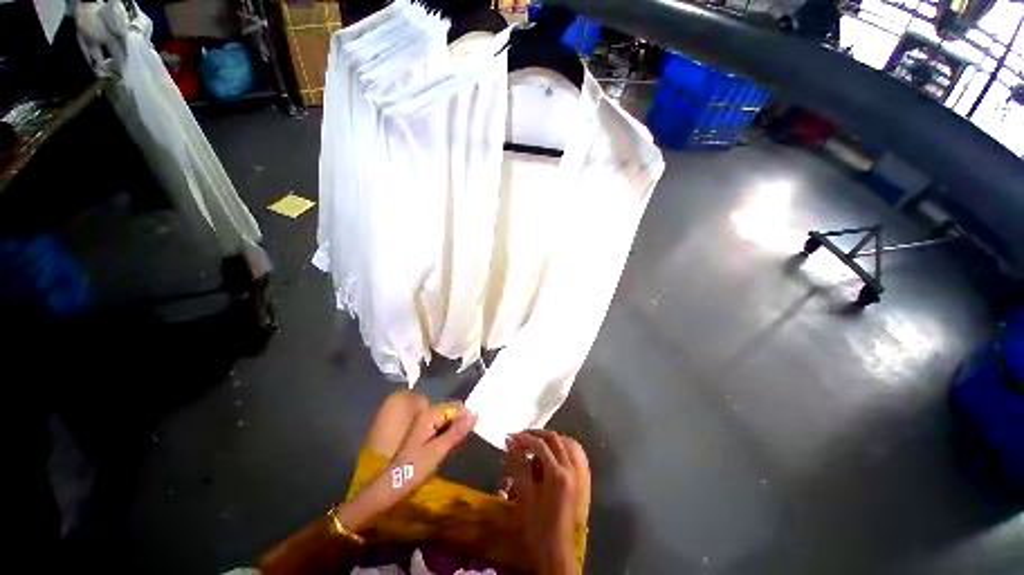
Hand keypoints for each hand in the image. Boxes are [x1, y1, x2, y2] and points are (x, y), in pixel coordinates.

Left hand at [388, 402, 477, 495]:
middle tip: (460, 445)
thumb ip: (457, 431)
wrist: (390, 487)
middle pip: (451, 413)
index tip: (470, 434)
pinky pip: (441, 429)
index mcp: (429, 414)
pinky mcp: (422, 434)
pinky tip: (447, 450)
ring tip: (454, 449)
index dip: (465, 419)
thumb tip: (475, 414)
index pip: (456, 407)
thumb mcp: (439, 450)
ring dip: (454, 433)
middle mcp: (426, 414)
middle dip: (460, 425)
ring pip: (447, 422)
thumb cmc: (414, 469)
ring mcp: (423, 424)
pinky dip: (447, 437)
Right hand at [506, 430, 583, 574]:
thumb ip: (518, 464)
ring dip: (548, 440)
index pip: (540, 445)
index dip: (524, 438)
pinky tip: (545, 454)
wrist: (556, 551)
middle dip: (537, 434)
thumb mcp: (525, 494)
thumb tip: (510, 442)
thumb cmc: (538, 525)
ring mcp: (576, 474)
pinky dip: (556, 448)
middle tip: (521, 436)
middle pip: (555, 439)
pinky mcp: (577, 480)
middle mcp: (570, 469)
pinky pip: (568, 454)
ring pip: (563, 444)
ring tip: (532, 442)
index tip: (511, 437)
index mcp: (558, 473)